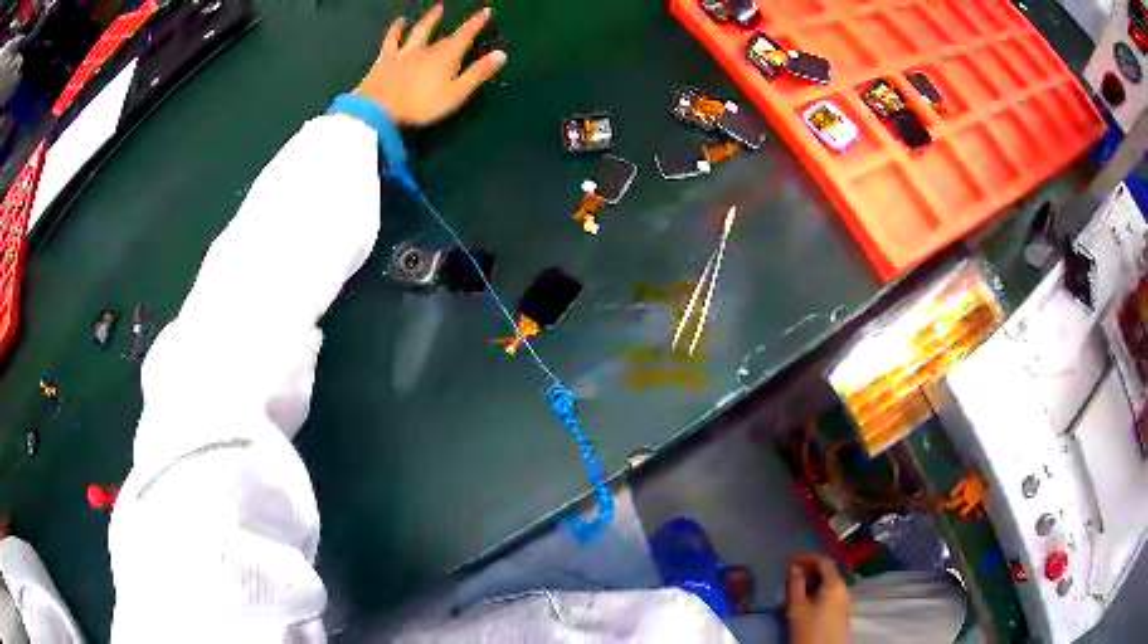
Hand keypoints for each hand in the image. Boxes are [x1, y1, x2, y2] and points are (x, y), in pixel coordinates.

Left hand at [354, 4, 505, 125]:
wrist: (377, 109)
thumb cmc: (420, 105)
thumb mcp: (455, 94)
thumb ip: (477, 73)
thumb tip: (501, 54)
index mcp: (446, 57)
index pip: (465, 36)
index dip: (476, 23)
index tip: (485, 11)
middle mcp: (426, 49)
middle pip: (444, 36)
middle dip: (456, 26)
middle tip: (465, 16)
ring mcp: (404, 52)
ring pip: (418, 31)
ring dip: (428, 20)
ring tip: (435, 8)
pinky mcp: (384, 59)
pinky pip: (391, 40)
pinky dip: (395, 30)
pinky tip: (398, 23)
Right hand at [786, 554, 851, 643]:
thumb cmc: (809, 629)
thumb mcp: (797, 608)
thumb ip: (795, 586)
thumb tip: (794, 568)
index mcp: (835, 584)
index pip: (824, 561)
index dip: (807, 557)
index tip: (790, 560)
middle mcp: (845, 587)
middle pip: (829, 571)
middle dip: (810, 569)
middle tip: (792, 573)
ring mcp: (846, 599)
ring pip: (830, 583)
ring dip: (815, 580)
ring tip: (797, 586)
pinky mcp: (844, 610)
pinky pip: (832, 593)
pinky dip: (820, 590)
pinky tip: (808, 599)